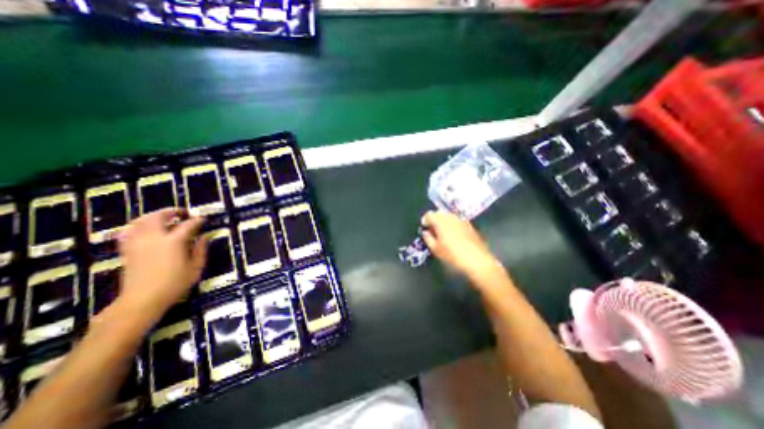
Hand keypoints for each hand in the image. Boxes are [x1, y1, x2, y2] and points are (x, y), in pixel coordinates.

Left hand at [116, 209, 206, 323]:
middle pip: (159, 217)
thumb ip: (201, 250)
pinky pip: (128, 232)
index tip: (203, 219)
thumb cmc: (175, 284)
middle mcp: (154, 239)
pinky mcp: (128, 251)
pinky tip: (143, 228)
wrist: (142, 300)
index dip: (197, 220)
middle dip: (171, 211)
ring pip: (140, 221)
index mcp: (174, 242)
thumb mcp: (196, 267)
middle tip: (182, 212)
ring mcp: (138, 244)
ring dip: (153, 216)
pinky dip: (136, 226)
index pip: (188, 225)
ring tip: (163, 217)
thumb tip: (204, 237)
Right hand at [418, 210, 502, 280]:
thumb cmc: (453, 255)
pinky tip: (454, 235)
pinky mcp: (469, 225)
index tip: (425, 228)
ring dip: (443, 222)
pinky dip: (452, 224)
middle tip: (433, 231)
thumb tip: (426, 232)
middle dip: (434, 220)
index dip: (425, 220)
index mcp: (440, 222)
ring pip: (448, 216)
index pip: (429, 214)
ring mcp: (461, 220)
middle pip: (439, 213)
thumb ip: (428, 238)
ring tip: (443, 233)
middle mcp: (451, 217)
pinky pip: (457, 220)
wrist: (477, 260)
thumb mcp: (436, 250)